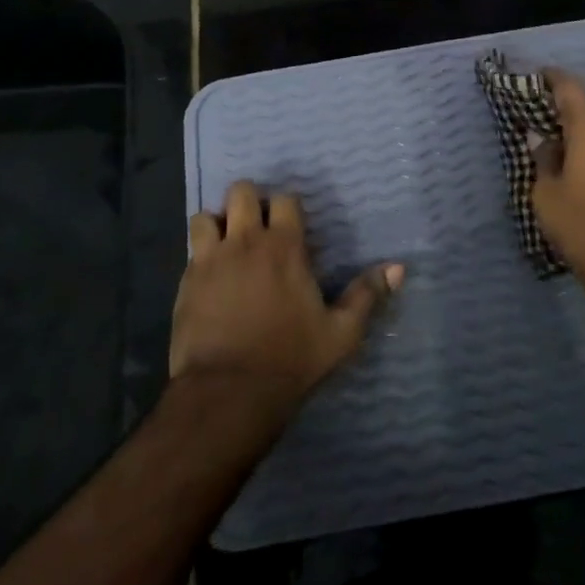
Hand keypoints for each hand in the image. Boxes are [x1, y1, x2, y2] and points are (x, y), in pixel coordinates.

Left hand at [173, 180, 403, 417]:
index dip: (288, 208)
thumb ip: (367, 295)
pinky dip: (201, 254)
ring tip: (228, 245)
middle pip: (241, 192)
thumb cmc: (291, 358)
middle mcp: (245, 242)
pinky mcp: (185, 283)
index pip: (285, 199)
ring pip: (206, 216)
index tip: (292, 225)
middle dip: (250, 201)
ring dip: (218, 224)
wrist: (228, 392)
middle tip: (258, 227)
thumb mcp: (341, 333)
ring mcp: (210, 260)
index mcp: (284, 247)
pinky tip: (211, 275)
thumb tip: (399, 268)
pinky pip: (191, 251)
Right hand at [533, 69, 584, 323]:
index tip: (535, 79)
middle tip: (540, 122)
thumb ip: (543, 158)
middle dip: (564, 111)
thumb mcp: (547, 194)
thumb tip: (542, 139)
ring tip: (559, 151)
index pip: (570, 87)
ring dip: (582, 134)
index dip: (551, 79)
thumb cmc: (583, 226)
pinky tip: (583, 173)